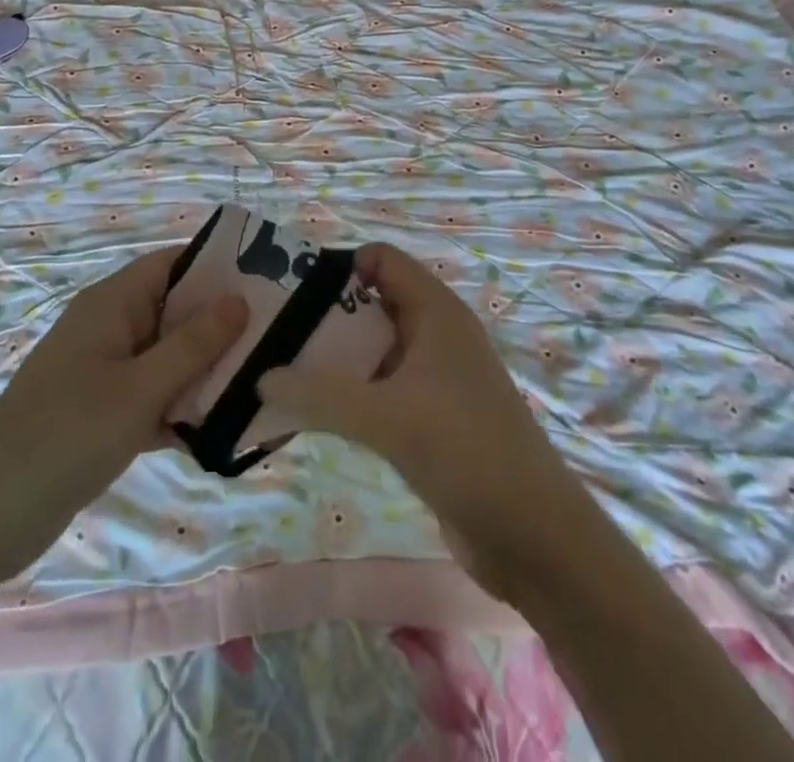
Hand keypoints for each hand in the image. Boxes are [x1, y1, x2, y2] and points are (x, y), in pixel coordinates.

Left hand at [0, 248, 246, 583]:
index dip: (219, 266)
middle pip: (177, 310)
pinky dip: (184, 408)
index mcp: (112, 304)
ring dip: (208, 370)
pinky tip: (226, 430)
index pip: (174, 263)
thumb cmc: (64, 436)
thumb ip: (193, 346)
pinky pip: (156, 395)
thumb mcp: (138, 390)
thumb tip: (240, 299)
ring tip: (265, 382)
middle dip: (223, 324)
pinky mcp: (105, 412)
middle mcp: (111, 327)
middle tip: (279, 337)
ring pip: (170, 356)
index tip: (270, 282)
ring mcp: (106, 371)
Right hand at [257, 243, 593, 602]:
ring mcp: (435, 376)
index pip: (380, 259)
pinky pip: (381, 387)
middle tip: (274, 335)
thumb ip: (319, 395)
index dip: (337, 266)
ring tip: (282, 372)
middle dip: (325, 314)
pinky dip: (350, 393)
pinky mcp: (432, 415)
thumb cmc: (465, 450)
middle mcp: (435, 333)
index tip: (290, 292)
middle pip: (371, 302)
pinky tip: (315, 413)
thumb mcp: (386, 417)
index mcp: (435, 311)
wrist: (532, 534)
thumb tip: (260, 378)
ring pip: (374, 348)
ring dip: (334, 358)